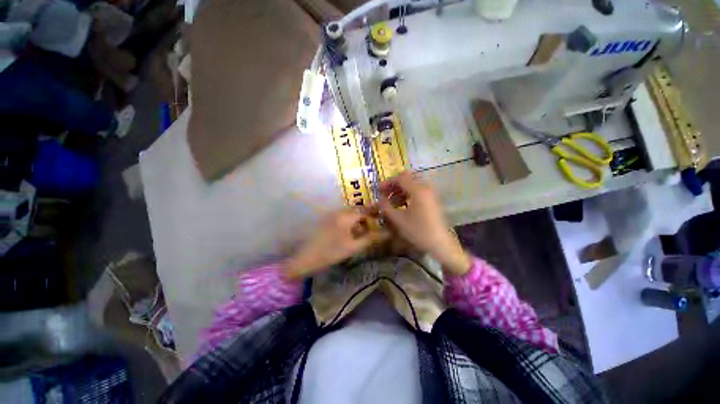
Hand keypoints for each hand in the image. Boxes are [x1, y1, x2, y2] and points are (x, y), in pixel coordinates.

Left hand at [284, 208, 387, 279]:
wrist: (305, 258)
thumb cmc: (330, 253)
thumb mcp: (352, 247)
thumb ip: (370, 239)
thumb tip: (386, 234)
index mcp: (346, 217)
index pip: (364, 210)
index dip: (374, 213)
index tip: (382, 218)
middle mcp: (338, 212)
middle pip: (356, 210)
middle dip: (366, 217)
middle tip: (373, 228)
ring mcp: (331, 215)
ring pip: (349, 214)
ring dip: (357, 220)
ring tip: (362, 232)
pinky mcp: (326, 220)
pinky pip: (341, 217)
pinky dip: (349, 222)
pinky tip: (350, 233)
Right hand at [377, 172, 470, 274]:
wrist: (440, 244)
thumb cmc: (418, 231)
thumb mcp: (398, 220)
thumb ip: (386, 207)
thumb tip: (379, 199)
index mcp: (418, 190)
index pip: (400, 178)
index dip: (388, 182)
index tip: (378, 190)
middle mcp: (425, 188)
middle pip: (407, 179)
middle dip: (394, 185)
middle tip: (384, 194)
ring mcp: (430, 194)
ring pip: (412, 185)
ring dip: (400, 191)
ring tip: (391, 202)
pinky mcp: (432, 200)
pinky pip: (417, 192)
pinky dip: (407, 195)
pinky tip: (401, 205)